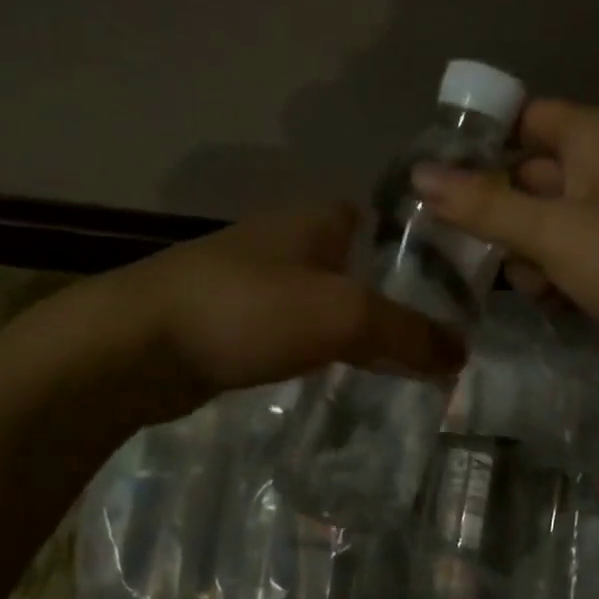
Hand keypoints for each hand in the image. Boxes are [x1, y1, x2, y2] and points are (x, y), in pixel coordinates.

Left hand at [111, 203, 466, 424]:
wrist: (136, 347)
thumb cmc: (247, 310)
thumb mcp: (343, 315)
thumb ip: (408, 333)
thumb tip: (462, 355)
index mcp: (315, 220)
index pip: (382, 221)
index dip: (418, 250)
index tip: (453, 290)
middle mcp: (285, 241)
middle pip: (356, 265)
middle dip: (391, 298)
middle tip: (434, 339)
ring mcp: (252, 282)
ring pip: (323, 301)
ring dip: (354, 328)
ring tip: (398, 366)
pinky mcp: (229, 323)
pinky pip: (291, 333)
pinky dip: (317, 351)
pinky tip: (335, 378)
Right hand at [410, 100, 598, 392]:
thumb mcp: (553, 231)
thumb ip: (484, 204)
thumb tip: (418, 175)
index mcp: (593, 138)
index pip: (522, 119)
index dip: (479, 141)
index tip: (431, 176)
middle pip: (525, 177)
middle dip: (492, 212)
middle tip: (444, 242)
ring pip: (539, 224)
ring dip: (522, 253)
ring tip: (527, 282)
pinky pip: (564, 258)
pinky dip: (550, 277)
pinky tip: (551, 301)